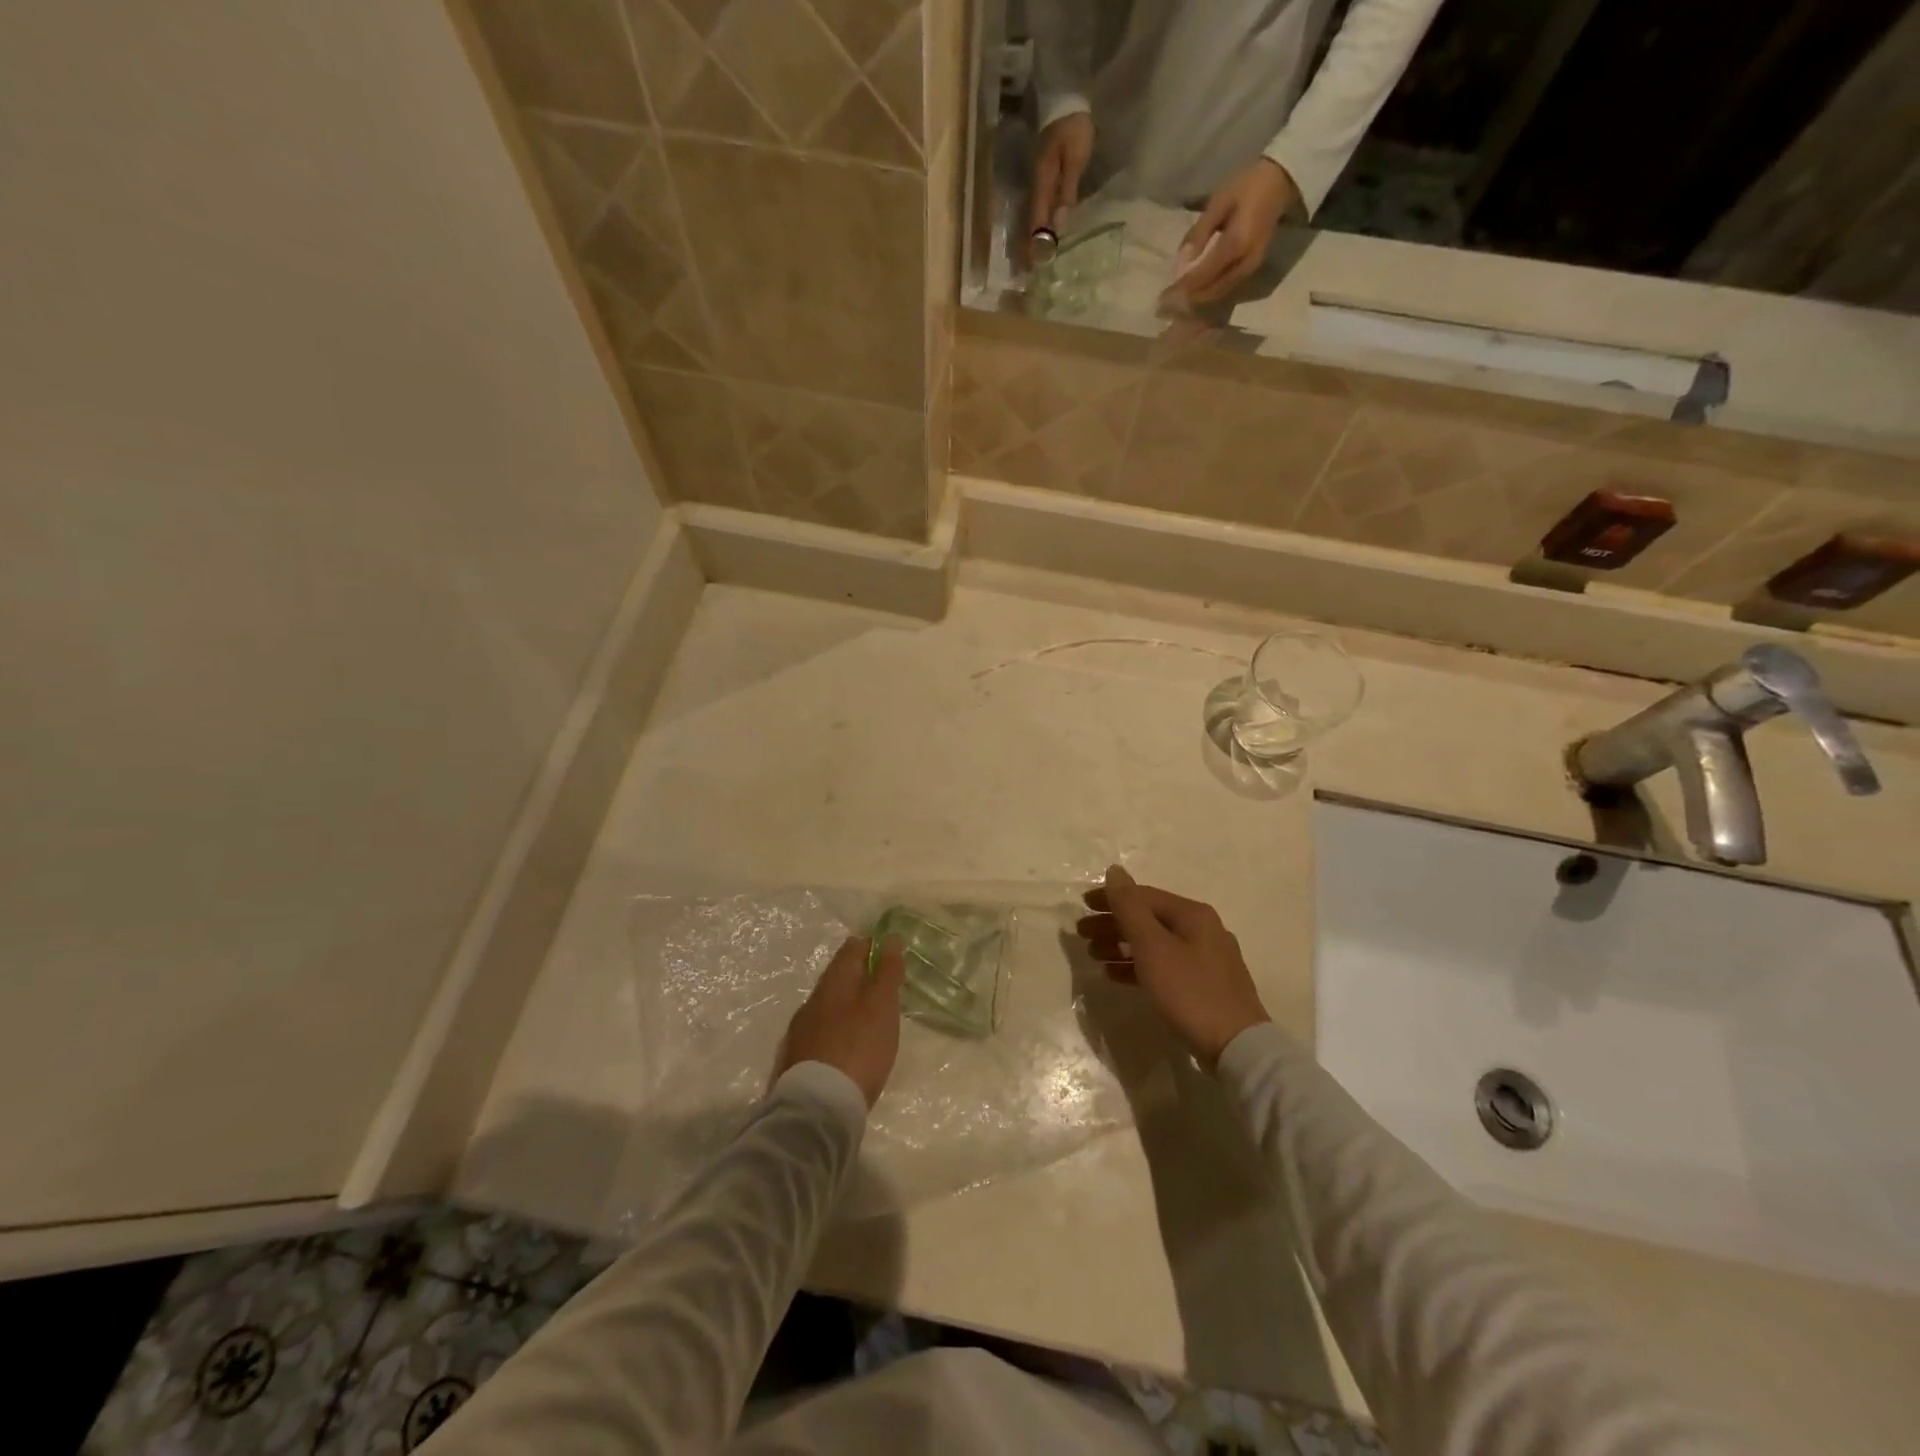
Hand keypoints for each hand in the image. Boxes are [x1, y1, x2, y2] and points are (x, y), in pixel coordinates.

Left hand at [773, 937, 905, 1107]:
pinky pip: (822, 1032)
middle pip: (838, 977)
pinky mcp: (797, 1059)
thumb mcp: (881, 1006)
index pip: (851, 949)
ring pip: (829, 1006)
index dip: (872, 946)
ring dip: (848, 1006)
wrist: (817, 1108)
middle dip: (860, 977)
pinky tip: (849, 1046)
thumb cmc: (858, 1047)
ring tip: (871, 1019)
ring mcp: (801, 1031)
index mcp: (833, 982)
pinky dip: (838, 1031)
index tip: (891, 955)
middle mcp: (812, 1000)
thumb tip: (890, 939)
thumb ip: (887, 972)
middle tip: (885, 988)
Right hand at [1028, 111, 1094, 257]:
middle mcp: (1034, 185)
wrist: (1064, 99)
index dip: (1036, 242)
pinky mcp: (1040, 179)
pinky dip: (1035, 225)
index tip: (1034, 265)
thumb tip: (1060, 222)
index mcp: (1042, 181)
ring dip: (1029, 239)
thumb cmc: (1073, 128)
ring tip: (1027, 261)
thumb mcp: (1075, 157)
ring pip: (1030, 217)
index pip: (1037, 219)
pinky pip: (1036, 208)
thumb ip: (1067, 189)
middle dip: (1028, 246)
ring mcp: (1035, 181)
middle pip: (1029, 222)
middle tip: (1026, 272)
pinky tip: (1036, 237)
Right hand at [1077, 866, 1269, 1067]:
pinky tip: (1116, 975)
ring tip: (1094, 955)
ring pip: (1155, 943)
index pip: (1143, 896)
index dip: (1110, 898)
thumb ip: (1130, 907)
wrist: (1237, 1046)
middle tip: (1082, 934)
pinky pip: (1164, 965)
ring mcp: (1206, 959)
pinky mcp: (1205, 985)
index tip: (1082, 907)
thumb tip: (1115, 870)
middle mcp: (1202, 930)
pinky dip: (1138, 966)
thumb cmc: (1189, 990)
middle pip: (1149, 918)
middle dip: (1113, 924)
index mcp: (1192, 914)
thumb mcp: (1152, 946)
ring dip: (1121, 945)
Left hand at [1171, 158, 1299, 305]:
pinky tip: (1196, 295)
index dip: (1183, 288)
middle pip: (1212, 291)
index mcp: (1236, 244)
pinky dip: (1210, 294)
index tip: (1163, 298)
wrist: (1283, 179)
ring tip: (1178, 304)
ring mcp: (1252, 267)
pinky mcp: (1253, 268)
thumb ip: (1200, 232)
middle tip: (1166, 306)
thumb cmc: (1248, 185)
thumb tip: (1181, 262)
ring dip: (1198, 301)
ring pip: (1220, 294)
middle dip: (1188, 301)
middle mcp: (1245, 262)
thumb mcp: (1219, 201)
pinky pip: (1228, 288)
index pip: (1203, 275)